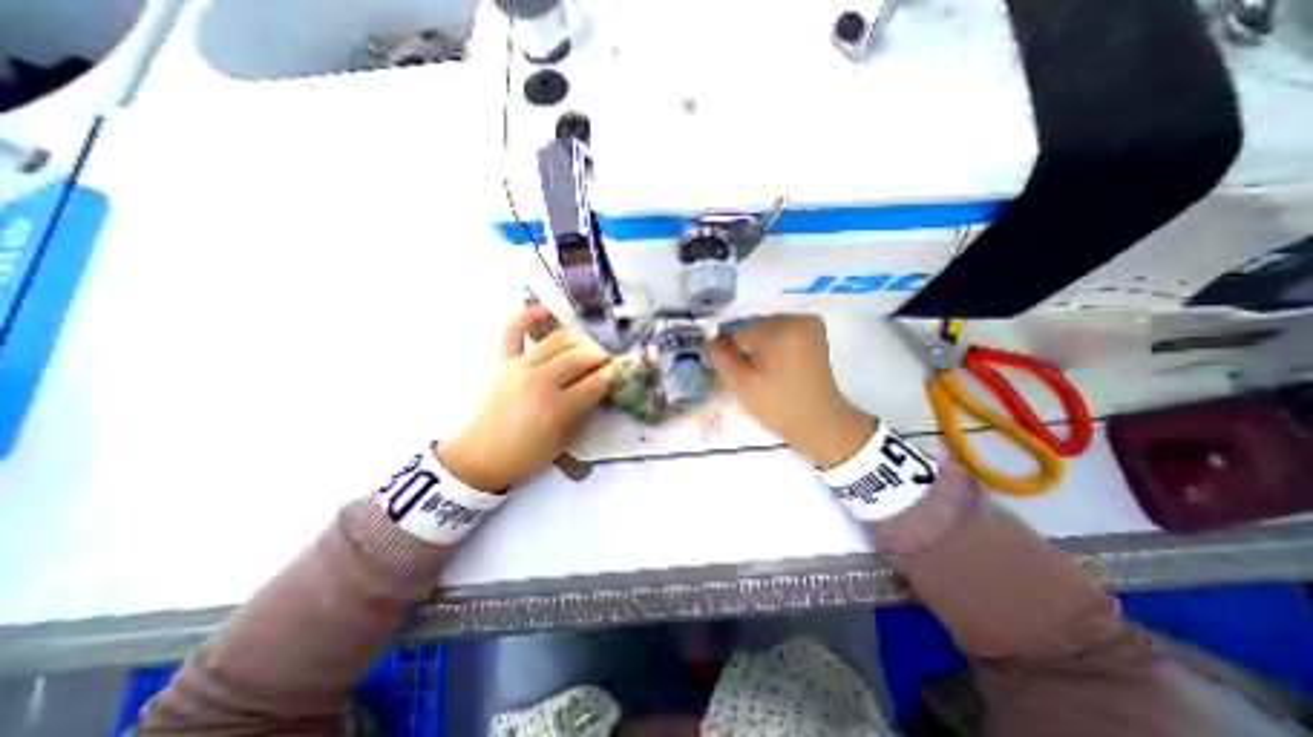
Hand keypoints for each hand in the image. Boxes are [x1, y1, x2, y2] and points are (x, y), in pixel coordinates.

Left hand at [435, 304, 613, 494]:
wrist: (482, 454)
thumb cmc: (528, 452)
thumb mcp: (565, 438)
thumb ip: (584, 410)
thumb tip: (600, 386)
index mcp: (557, 407)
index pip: (595, 382)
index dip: (612, 374)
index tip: (620, 369)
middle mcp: (540, 381)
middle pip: (580, 358)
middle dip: (601, 356)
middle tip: (608, 359)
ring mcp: (519, 367)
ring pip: (557, 341)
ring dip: (579, 340)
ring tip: (588, 345)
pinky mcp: (503, 361)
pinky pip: (512, 331)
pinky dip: (526, 317)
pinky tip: (543, 310)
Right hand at [704, 315, 874, 466]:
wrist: (822, 424)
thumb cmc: (780, 407)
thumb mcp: (743, 384)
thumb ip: (721, 358)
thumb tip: (707, 340)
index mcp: (782, 329)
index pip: (738, 329)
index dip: (725, 347)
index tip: (720, 365)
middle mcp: (798, 319)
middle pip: (753, 326)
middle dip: (742, 345)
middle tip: (738, 371)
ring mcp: (809, 324)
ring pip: (765, 329)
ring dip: (755, 345)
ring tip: (755, 371)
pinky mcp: (813, 334)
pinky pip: (780, 332)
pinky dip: (770, 345)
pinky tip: (769, 366)